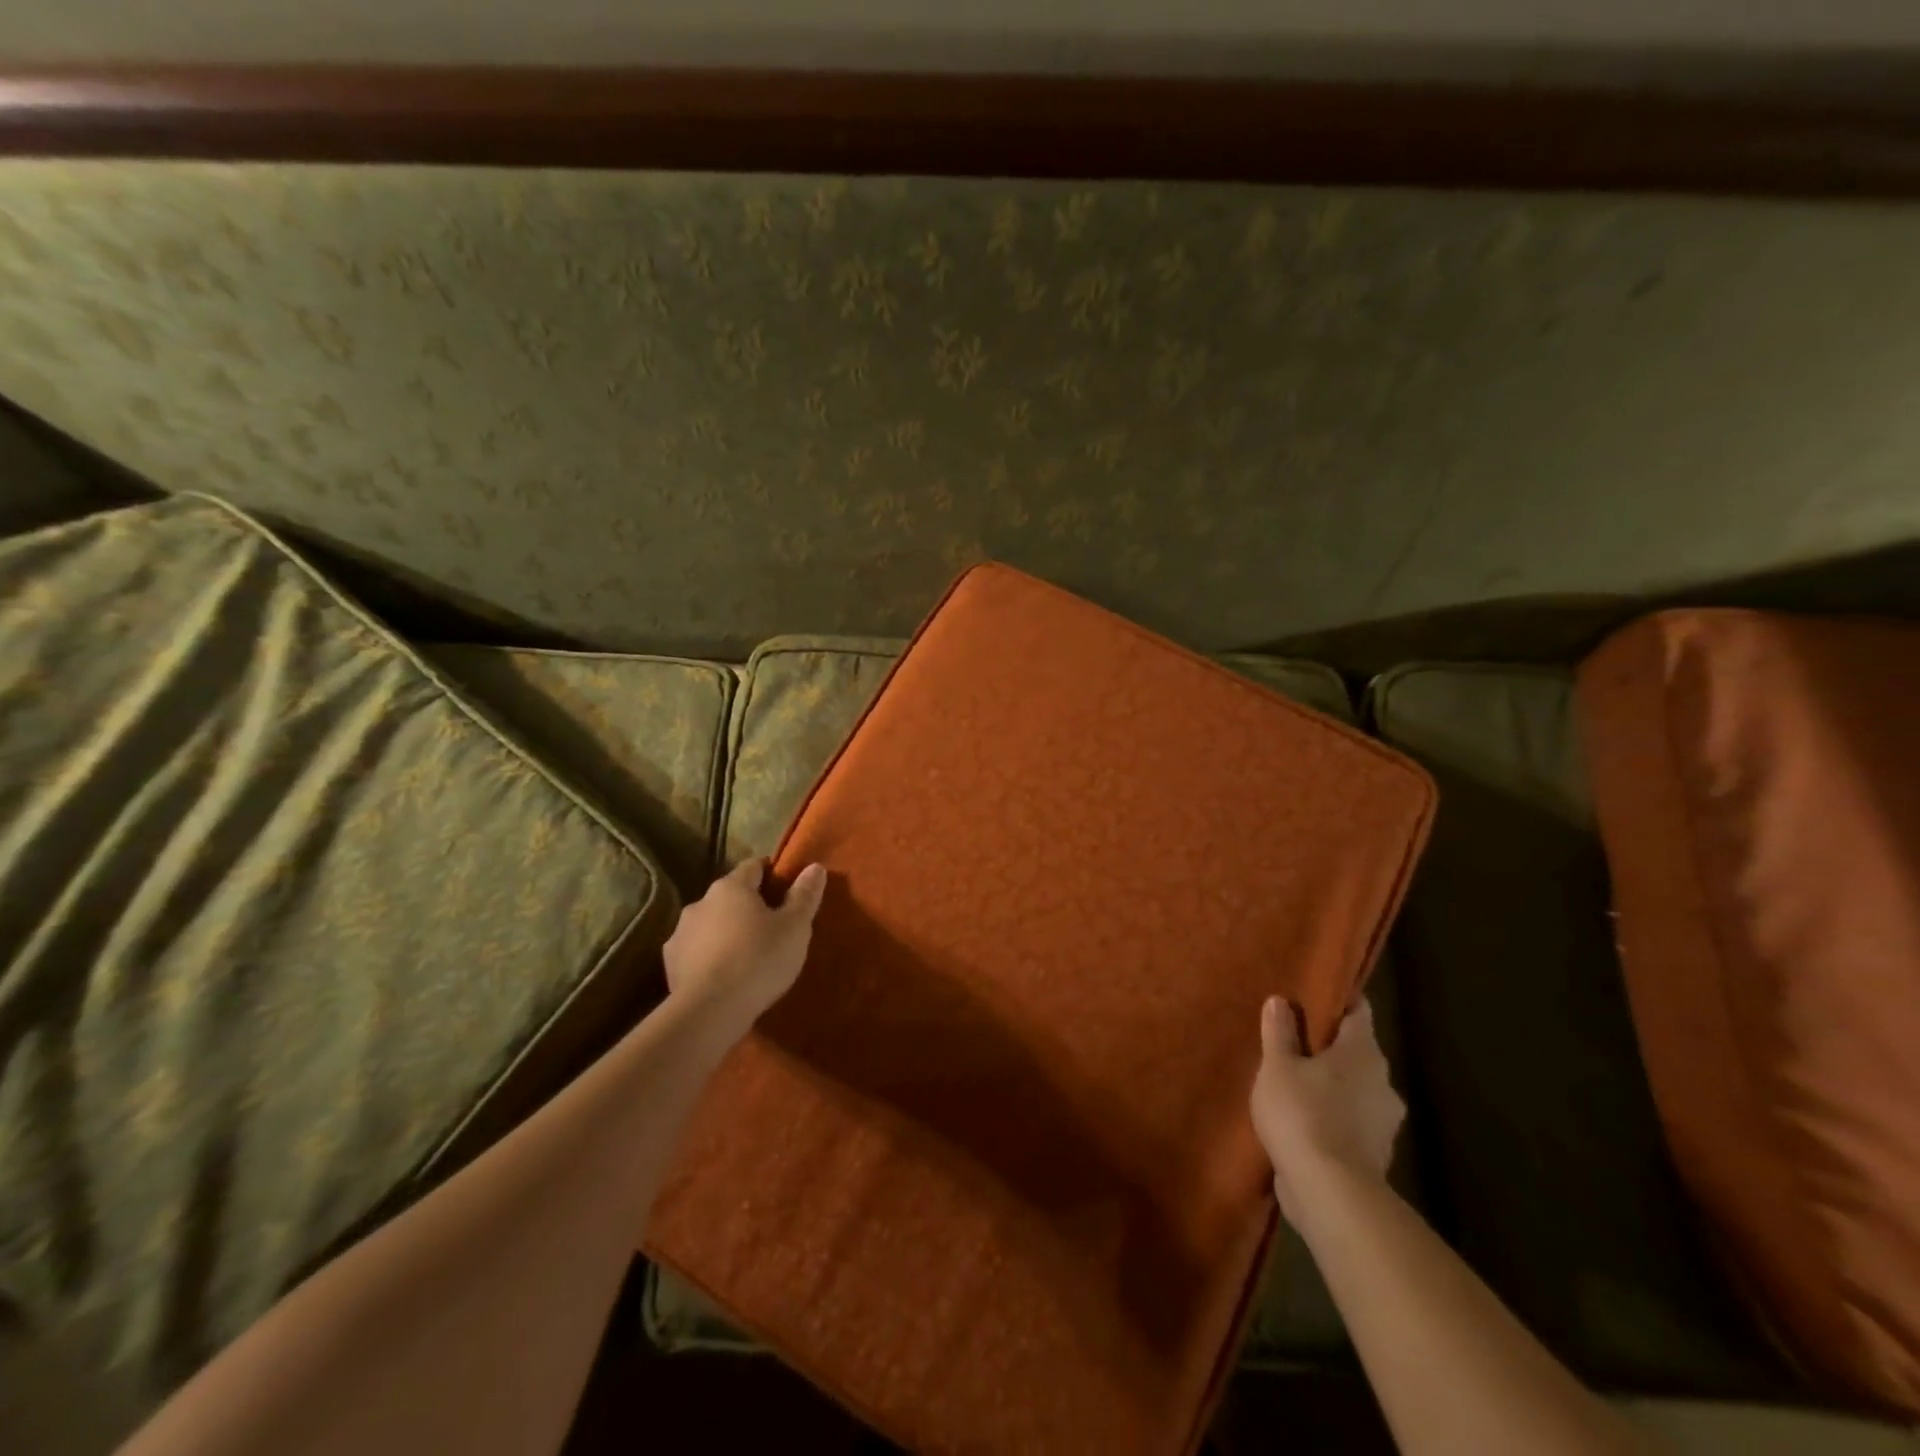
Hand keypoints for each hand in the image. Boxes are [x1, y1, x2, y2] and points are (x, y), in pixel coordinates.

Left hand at [664, 858, 827, 1031]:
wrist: (709, 1012)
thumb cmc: (759, 960)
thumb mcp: (795, 927)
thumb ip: (804, 895)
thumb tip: (815, 867)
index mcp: (731, 887)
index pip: (754, 867)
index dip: (772, 874)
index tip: (786, 889)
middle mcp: (700, 902)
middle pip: (730, 896)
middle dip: (749, 906)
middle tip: (772, 927)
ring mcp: (680, 933)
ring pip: (710, 924)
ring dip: (726, 932)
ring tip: (747, 955)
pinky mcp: (670, 964)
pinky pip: (696, 952)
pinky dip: (710, 957)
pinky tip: (724, 976)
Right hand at [1249, 996, 1404, 1220]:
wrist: (1331, 1194)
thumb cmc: (1303, 1113)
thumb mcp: (1277, 1066)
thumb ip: (1280, 1032)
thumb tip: (1281, 1001)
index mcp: (1363, 1052)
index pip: (1358, 1011)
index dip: (1338, 1000)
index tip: (1315, 995)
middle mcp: (1383, 1082)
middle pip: (1356, 1052)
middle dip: (1329, 1048)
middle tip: (1295, 1042)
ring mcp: (1383, 1122)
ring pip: (1356, 1090)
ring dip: (1332, 1087)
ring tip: (1296, 1085)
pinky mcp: (1375, 1156)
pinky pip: (1352, 1123)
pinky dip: (1333, 1119)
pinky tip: (1305, 1123)